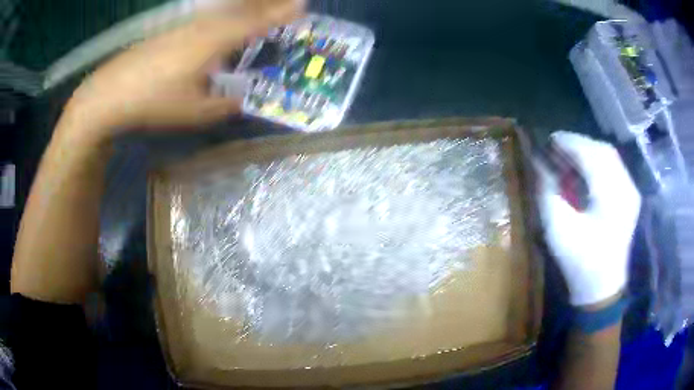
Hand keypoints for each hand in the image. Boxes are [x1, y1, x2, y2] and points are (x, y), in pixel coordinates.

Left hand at [60, 0, 303, 141]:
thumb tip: (240, 100)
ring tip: (264, 6)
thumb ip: (222, 106)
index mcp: (212, 43)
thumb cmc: (153, 102)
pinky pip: (208, 17)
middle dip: (268, 3)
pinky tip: (226, 21)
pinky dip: (226, 14)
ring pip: (225, 10)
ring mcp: (186, 26)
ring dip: (248, 6)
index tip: (301, 6)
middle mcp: (203, 27)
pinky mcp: (172, 31)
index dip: (278, 14)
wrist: (111, 92)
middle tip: (291, 1)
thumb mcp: (193, 113)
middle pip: (242, 9)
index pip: (253, 23)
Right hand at [536, 131, 640, 305]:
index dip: (570, 142)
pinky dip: (598, 161)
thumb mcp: (558, 230)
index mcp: (612, 197)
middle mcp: (626, 188)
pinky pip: (615, 168)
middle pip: (604, 151)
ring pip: (611, 157)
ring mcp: (631, 192)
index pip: (592, 155)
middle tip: (557, 145)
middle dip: (579, 143)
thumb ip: (548, 192)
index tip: (550, 138)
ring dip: (589, 150)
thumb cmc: (580, 262)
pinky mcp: (630, 198)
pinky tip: (586, 167)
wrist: (602, 289)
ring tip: (569, 153)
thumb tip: (539, 163)